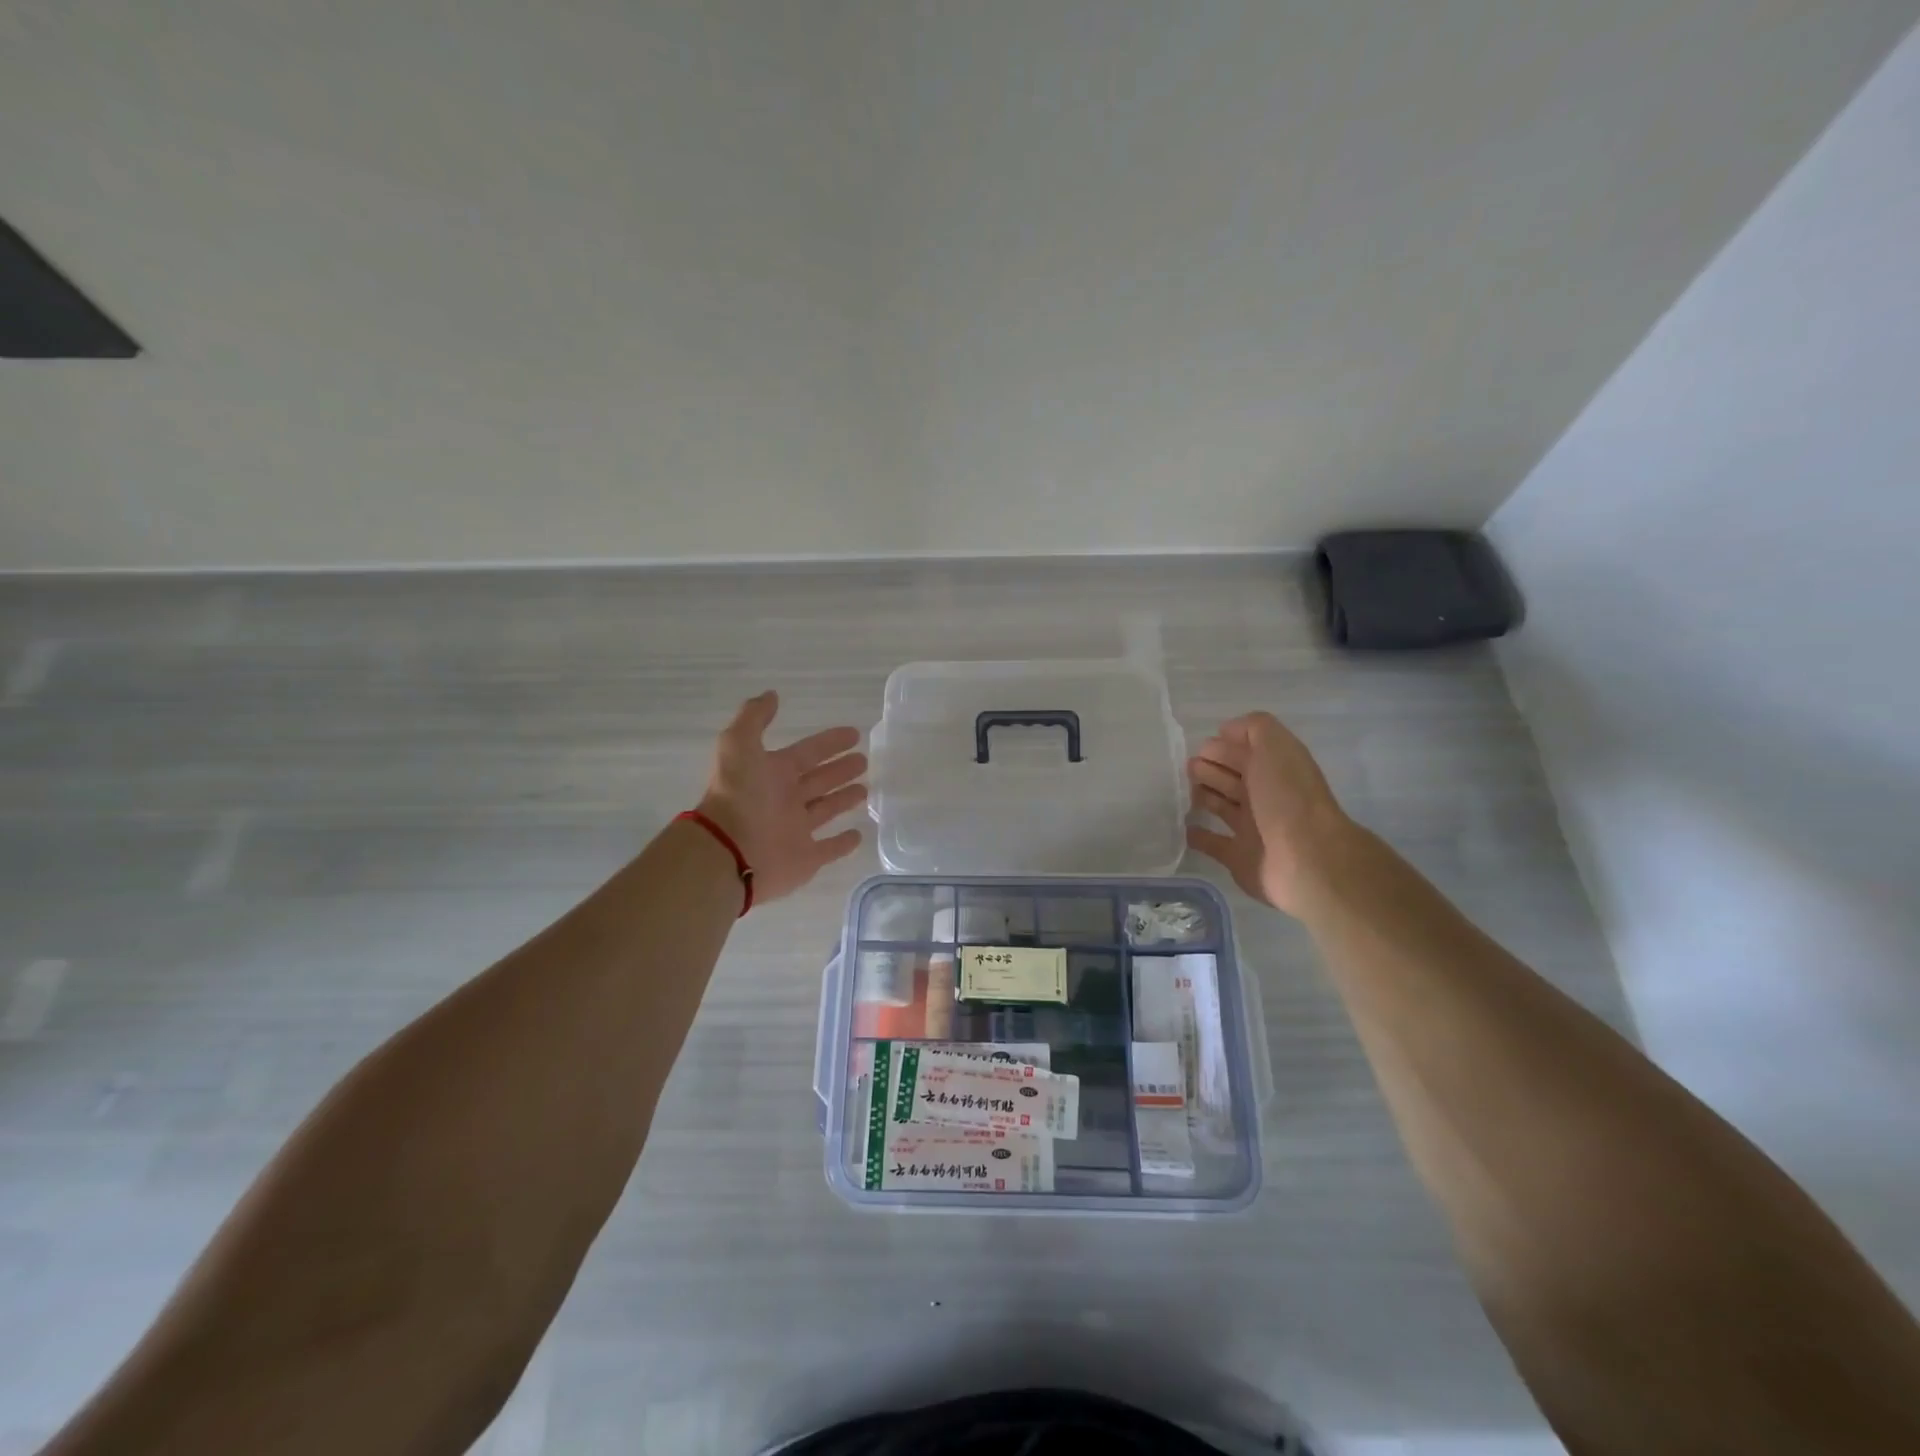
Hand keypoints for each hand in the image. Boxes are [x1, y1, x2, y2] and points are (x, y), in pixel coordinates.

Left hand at [697, 691, 866, 904]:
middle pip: (818, 780)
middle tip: (864, 761)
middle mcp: (785, 800)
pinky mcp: (805, 859)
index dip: (829, 743)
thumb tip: (772, 695)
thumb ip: (754, 717)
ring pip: (825, 810)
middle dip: (840, 770)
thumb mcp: (738, 744)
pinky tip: (859, 835)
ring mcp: (796, 830)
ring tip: (865, 789)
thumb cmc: (738, 795)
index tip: (854, 733)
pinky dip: (843, 843)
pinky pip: (828, 849)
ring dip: (843, 799)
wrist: (728, 850)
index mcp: (773, 773)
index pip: (808, 753)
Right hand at [1185, 711, 1353, 915]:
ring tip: (1180, 791)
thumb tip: (1226, 732)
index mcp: (1274, 769)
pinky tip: (1182, 827)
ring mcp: (1252, 828)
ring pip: (1222, 806)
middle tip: (1187, 768)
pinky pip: (1213, 843)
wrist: (1305, 859)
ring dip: (1202, 796)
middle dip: (1209, 768)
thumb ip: (1254, 728)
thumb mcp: (1275, 747)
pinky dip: (1198, 835)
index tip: (1198, 748)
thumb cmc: (1287, 797)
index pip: (1243, 751)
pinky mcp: (1239, 858)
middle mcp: (1265, 796)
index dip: (1221, 746)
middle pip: (1231, 777)